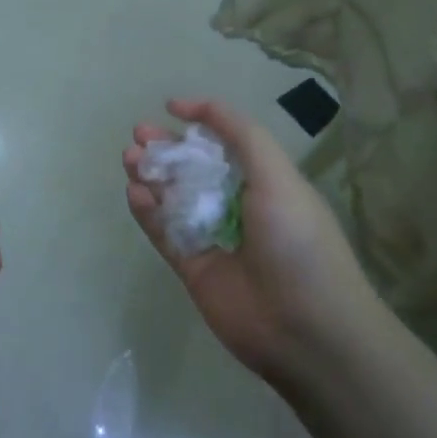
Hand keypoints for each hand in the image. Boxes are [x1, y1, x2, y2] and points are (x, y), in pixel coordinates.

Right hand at [123, 99, 374, 383]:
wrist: (306, 329)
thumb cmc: (298, 242)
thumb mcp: (279, 176)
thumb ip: (241, 135)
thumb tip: (195, 108)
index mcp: (265, 182)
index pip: (226, 144)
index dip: (199, 123)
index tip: (170, 108)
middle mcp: (238, 206)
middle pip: (193, 168)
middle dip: (166, 148)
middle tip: (138, 134)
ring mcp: (213, 237)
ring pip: (173, 198)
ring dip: (152, 176)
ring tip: (130, 158)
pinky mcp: (192, 267)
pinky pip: (164, 233)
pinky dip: (147, 212)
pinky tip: (134, 192)